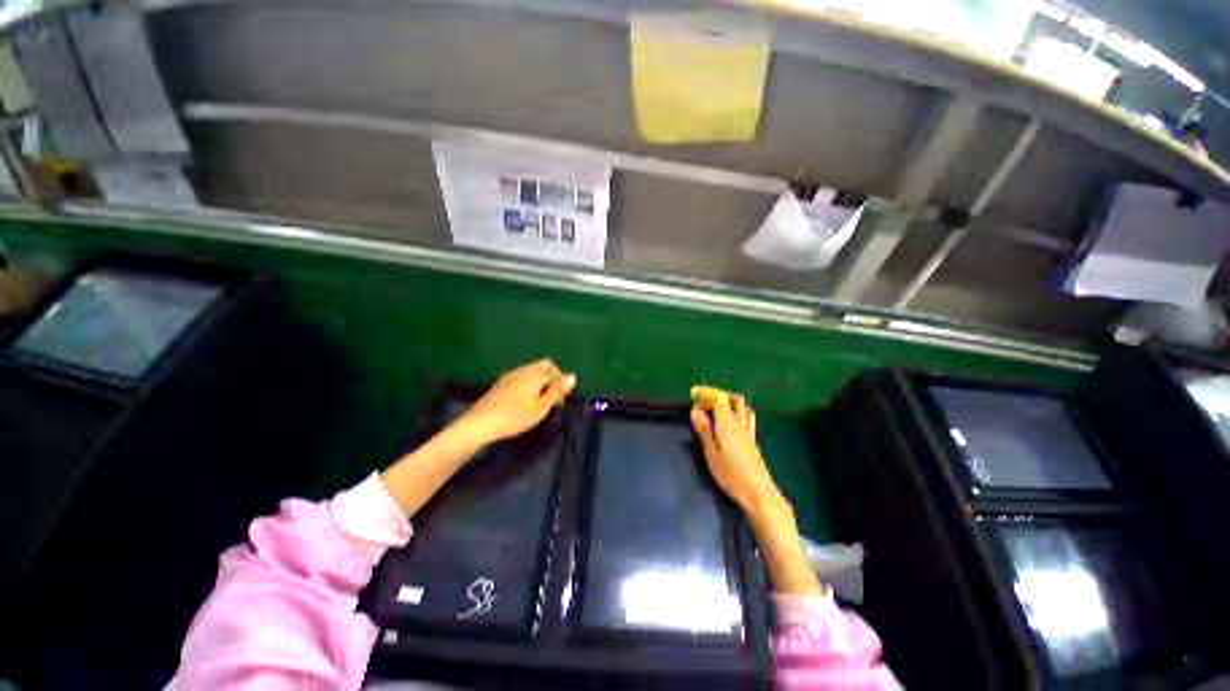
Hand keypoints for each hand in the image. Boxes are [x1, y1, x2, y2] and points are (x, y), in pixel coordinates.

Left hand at [457, 359, 576, 444]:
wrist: (481, 422)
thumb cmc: (515, 416)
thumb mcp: (541, 407)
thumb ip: (557, 391)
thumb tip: (573, 376)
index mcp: (535, 374)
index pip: (555, 371)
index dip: (561, 383)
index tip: (560, 402)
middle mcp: (524, 370)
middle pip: (544, 365)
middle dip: (552, 377)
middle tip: (552, 397)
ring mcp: (510, 375)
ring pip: (532, 370)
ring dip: (540, 380)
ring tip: (539, 400)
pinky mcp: (501, 382)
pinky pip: (521, 376)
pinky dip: (529, 383)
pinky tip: (524, 399)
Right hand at [690, 385, 821, 595]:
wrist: (758, 492)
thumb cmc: (731, 474)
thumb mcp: (711, 453)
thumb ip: (704, 430)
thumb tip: (695, 411)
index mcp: (728, 423)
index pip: (719, 397)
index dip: (706, 392)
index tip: (693, 395)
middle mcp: (740, 422)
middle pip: (733, 399)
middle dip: (718, 396)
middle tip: (704, 405)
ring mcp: (749, 431)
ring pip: (742, 408)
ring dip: (729, 404)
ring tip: (715, 413)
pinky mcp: (753, 441)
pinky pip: (746, 418)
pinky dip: (735, 414)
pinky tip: (728, 426)